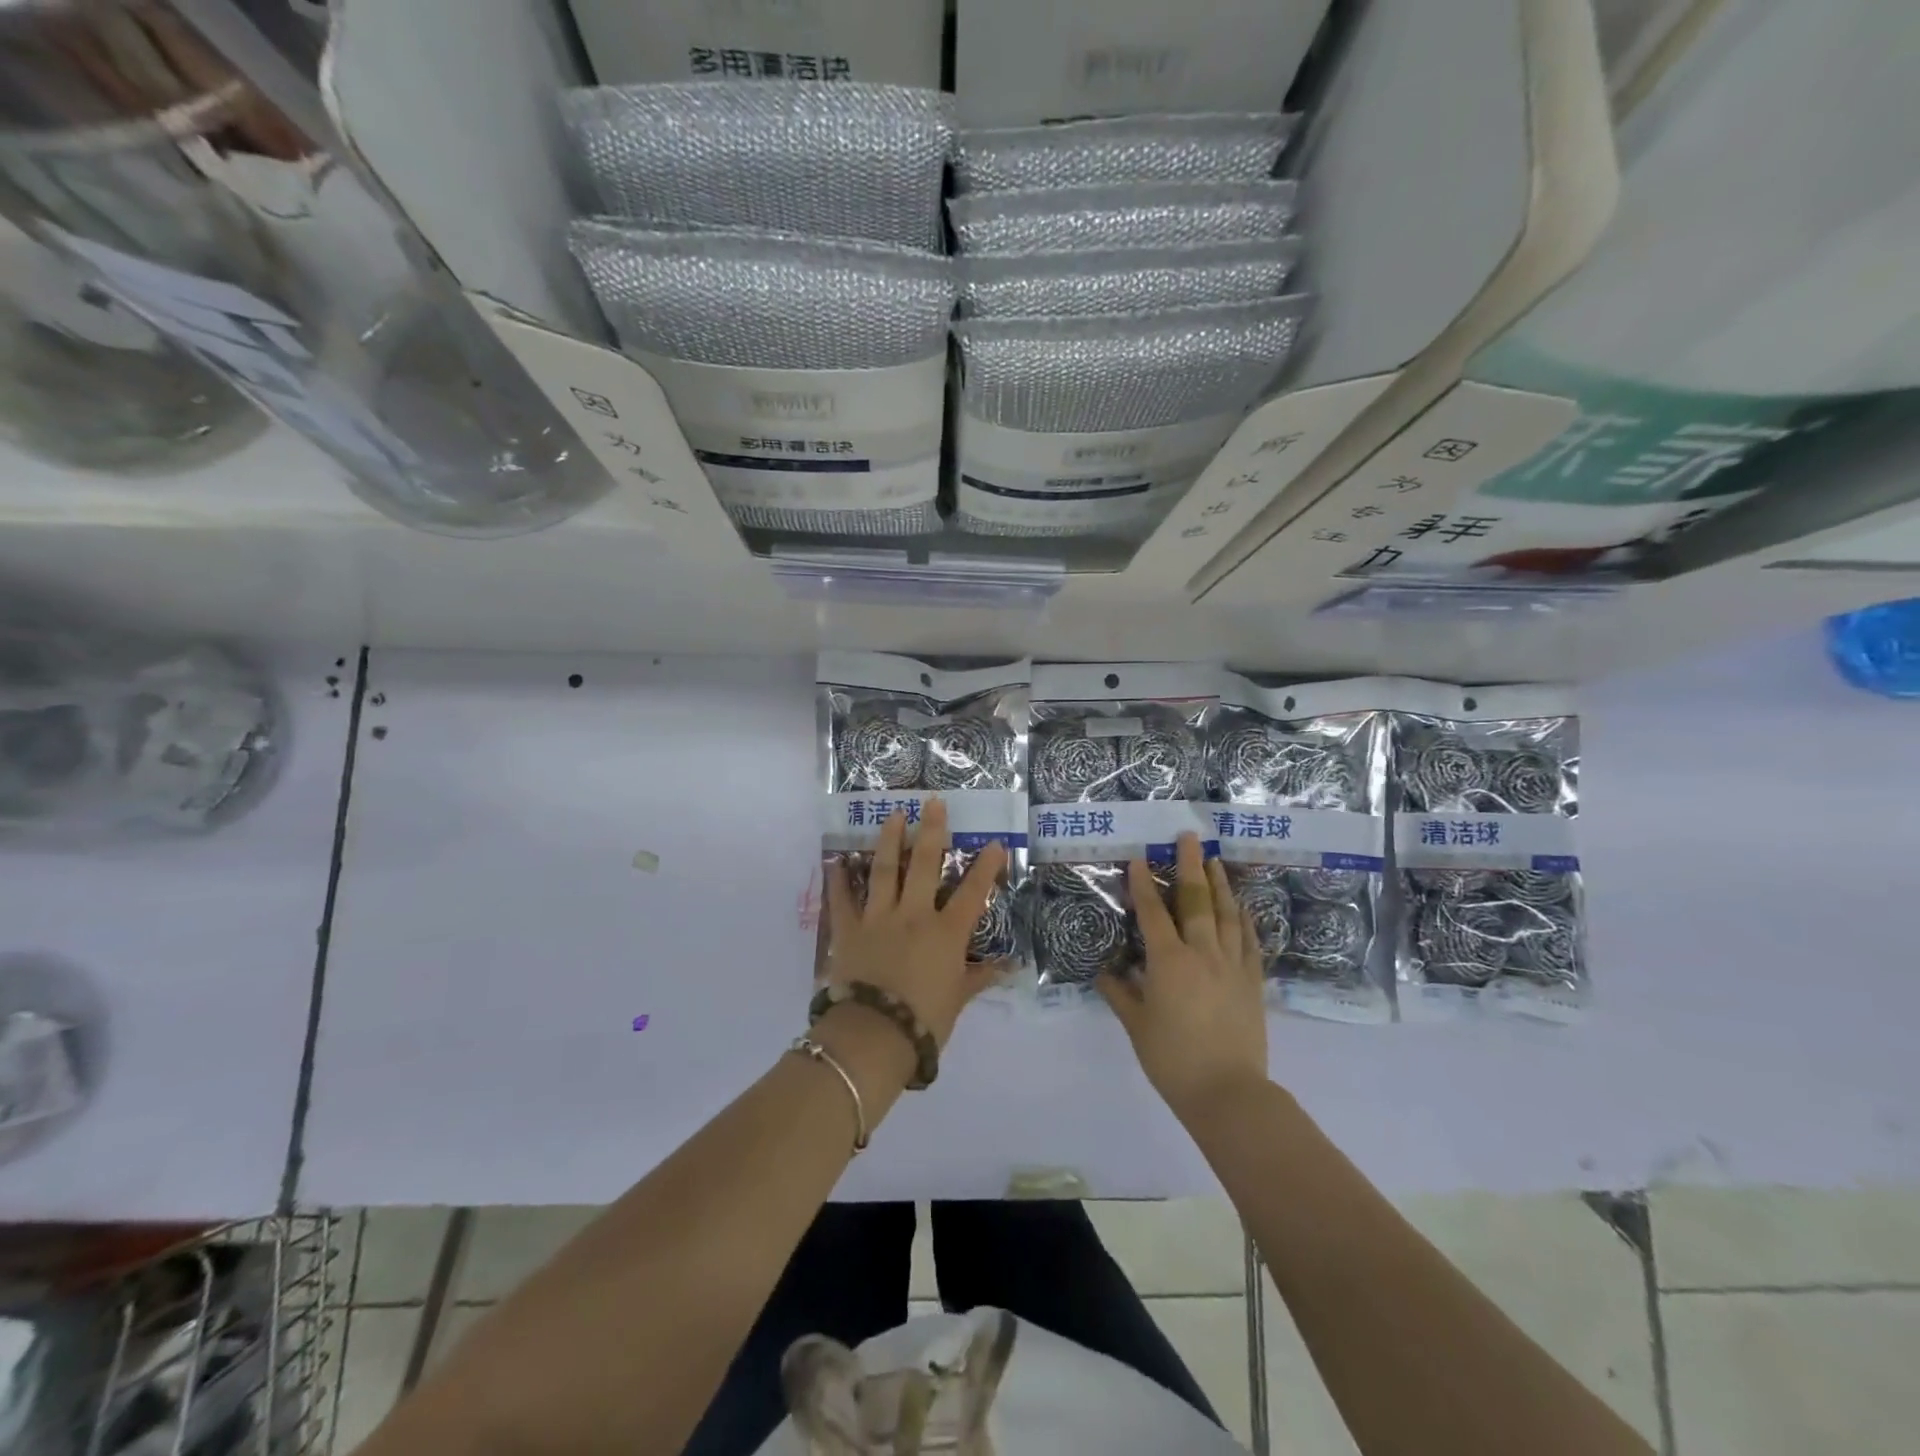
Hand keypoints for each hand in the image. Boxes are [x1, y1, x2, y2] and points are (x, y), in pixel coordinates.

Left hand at [825, 800, 1007, 1048]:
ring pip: (885, 869)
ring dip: (889, 839)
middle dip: (932, 831)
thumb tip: (1008, 967)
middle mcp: (914, 915)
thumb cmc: (924, 1021)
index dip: (985, 867)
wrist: (873, 1035)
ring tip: (894, 815)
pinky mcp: (849, 929)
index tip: (994, 844)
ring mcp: (878, 918)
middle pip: (925, 865)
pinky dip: (838, 879)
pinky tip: (836, 860)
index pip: (972, 893)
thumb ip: (980, 978)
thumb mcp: (958, 1000)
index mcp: (946, 933)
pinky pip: (842, 899)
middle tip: (933, 803)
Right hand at [1098, 832, 1269, 1120]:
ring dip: (1219, 883)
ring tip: (1214, 860)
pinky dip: (1244, 918)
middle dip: (1189, 866)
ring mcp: (1232, 965)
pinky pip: (1249, 940)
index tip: (1140, 858)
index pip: (1153, 913)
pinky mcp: (1253, 981)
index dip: (1144, 884)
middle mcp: (1202, 953)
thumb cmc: (1172, 1060)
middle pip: (1195, 900)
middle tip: (1188, 837)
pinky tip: (1241, 906)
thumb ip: (1120, 994)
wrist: (1228, 1093)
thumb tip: (1105, 972)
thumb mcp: (1136, 1026)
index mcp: (1169, 962)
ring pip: (1227, 913)